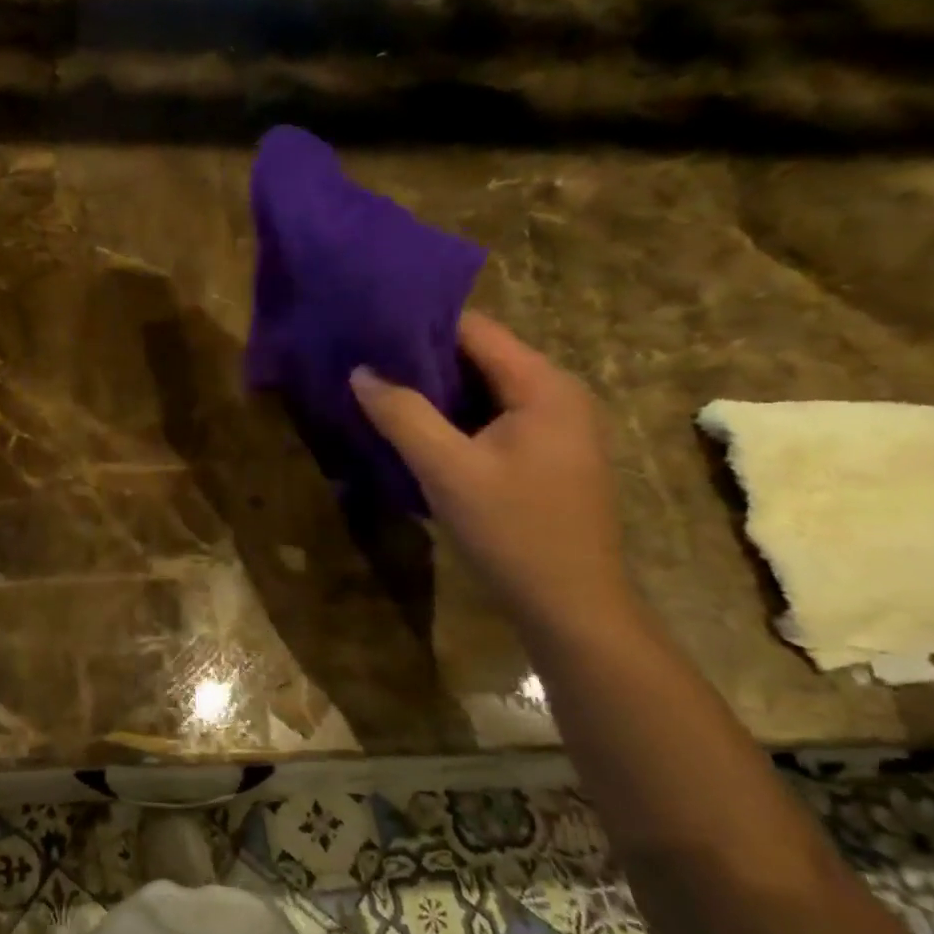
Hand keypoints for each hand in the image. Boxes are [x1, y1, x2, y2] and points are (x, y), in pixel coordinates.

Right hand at [350, 312, 633, 637]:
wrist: (572, 608)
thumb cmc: (513, 531)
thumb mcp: (447, 470)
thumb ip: (402, 415)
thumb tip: (360, 371)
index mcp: (543, 385)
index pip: (476, 329)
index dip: (420, 325)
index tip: (369, 330)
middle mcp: (557, 394)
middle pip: (480, 357)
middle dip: (422, 359)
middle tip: (364, 363)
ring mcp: (556, 427)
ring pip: (484, 390)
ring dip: (435, 391)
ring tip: (378, 391)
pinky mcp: (546, 456)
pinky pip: (492, 419)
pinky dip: (454, 418)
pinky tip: (415, 430)